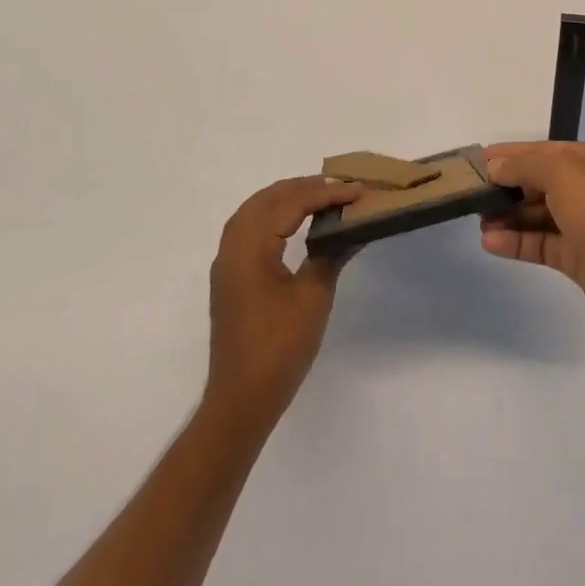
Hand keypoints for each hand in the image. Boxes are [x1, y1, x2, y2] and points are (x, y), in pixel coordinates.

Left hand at [205, 176, 361, 422]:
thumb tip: (354, 229)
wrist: (242, 399)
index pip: (290, 204)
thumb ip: (331, 254)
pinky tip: (294, 222)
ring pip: (254, 211)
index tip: (358, 190)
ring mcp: (227, 263)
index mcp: (250, 248)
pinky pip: (249, 229)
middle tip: (340, 186)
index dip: (325, 194)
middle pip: (266, 199)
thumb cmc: (279, 348)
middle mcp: (232, 247)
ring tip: (320, 196)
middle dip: (303, 187)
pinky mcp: (230, 277)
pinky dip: (272, 215)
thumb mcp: (313, 297)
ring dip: (286, 198)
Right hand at [479, 141, 584, 337]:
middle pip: (539, 183)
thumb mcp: (562, 173)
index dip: (511, 154)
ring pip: (537, 215)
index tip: (478, 160)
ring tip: (477, 219)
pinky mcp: (578, 259)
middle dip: (506, 186)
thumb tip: (496, 166)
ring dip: (508, 216)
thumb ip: (524, 166)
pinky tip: (490, 242)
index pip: (543, 151)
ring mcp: (584, 226)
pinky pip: (540, 244)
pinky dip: (516, 242)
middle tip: (471, 193)